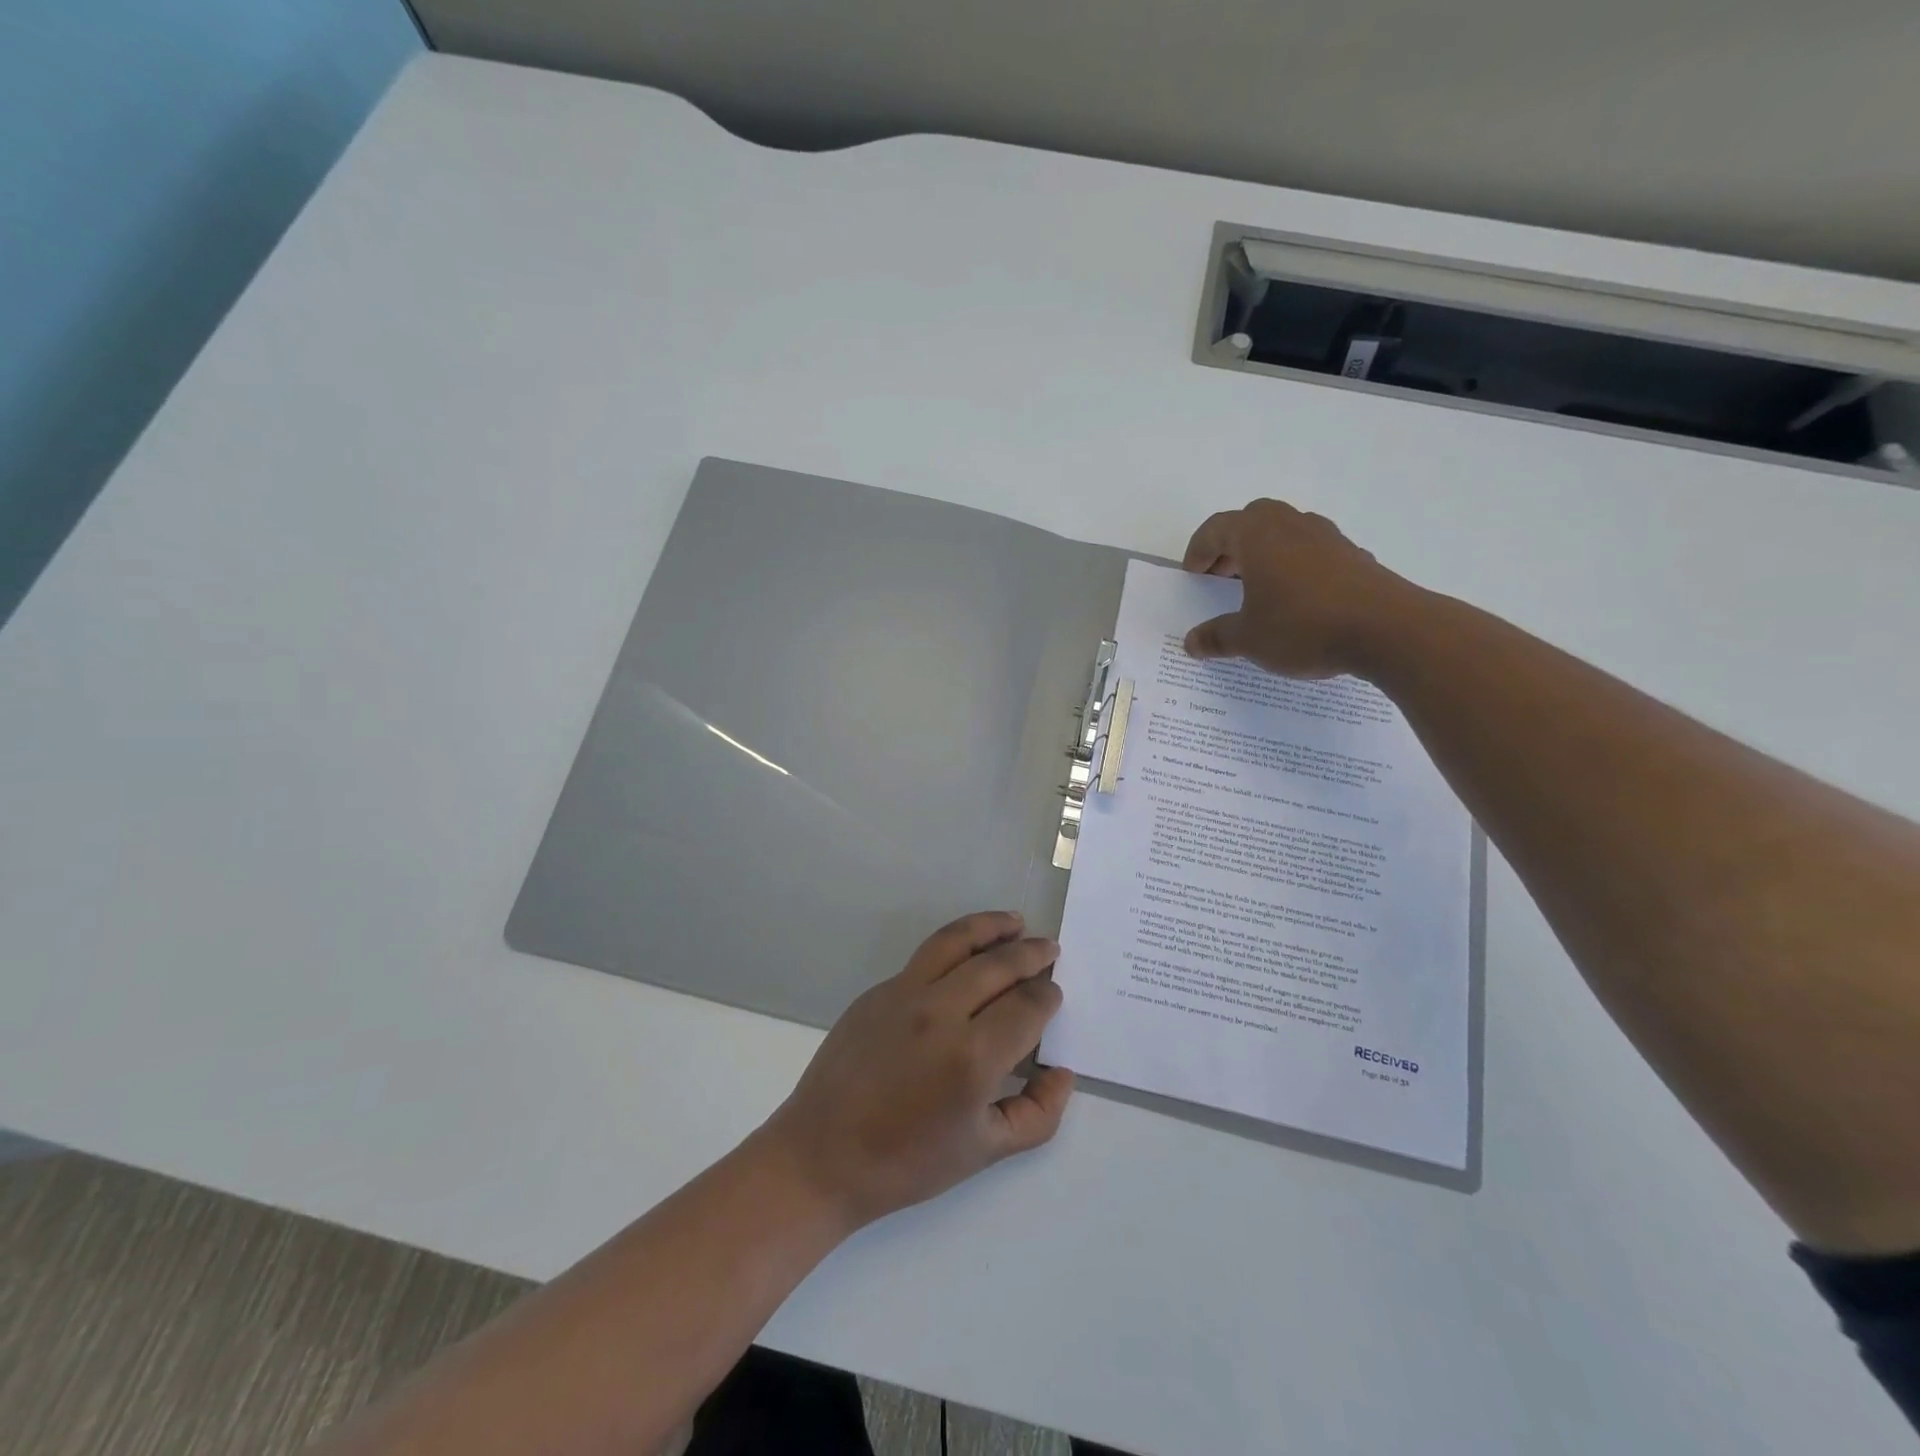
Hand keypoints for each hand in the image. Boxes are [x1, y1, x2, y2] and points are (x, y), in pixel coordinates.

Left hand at [758, 912, 1074, 1230]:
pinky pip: (924, 959)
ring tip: (1015, 922)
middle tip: (1050, 949)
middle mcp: (940, 1013)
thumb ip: (1037, 1114)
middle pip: (998, 964)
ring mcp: (903, 994)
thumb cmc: (907, 1163)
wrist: (822, 1156)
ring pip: (956, 941)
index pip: (1027, 1006)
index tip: (1054, 994)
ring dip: (991, 926)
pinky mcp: (877, 991)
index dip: (1048, 996)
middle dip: (1032, 953)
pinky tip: (966, 957)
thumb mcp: (985, 1152)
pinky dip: (955, 947)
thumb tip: (1061, 1073)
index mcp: (972, 1057)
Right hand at [1181, 499, 1416, 677]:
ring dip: (1266, 552)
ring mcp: (1328, 538)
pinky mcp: (1355, 557)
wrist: (1387, 630)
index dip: (1199, 550)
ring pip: (1287, 532)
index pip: (1217, 528)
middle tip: (1222, 575)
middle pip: (1253, 520)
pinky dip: (1297, 566)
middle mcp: (1292, 526)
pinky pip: (1314, 552)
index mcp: (1258, 536)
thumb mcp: (1248, 639)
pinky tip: (1298, 600)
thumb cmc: (1303, 626)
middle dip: (1233, 544)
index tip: (1193, 574)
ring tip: (1259, 587)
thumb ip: (1216, 637)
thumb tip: (1191, 642)